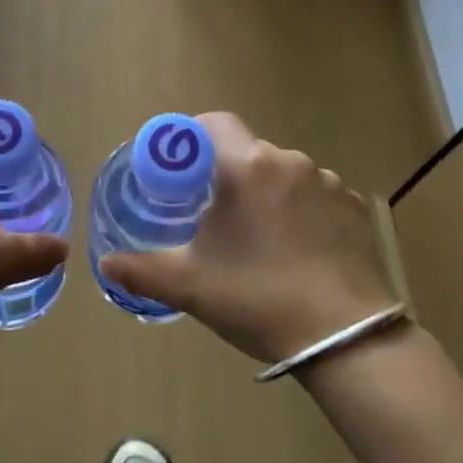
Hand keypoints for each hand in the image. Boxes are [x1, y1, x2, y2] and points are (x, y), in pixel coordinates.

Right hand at [99, 113, 396, 363]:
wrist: (347, 339)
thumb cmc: (259, 299)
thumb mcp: (190, 287)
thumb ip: (142, 270)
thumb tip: (106, 264)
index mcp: (247, 167)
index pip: (214, 123)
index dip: (191, 137)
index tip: (181, 170)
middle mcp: (290, 162)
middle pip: (248, 152)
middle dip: (228, 175)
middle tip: (214, 217)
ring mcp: (329, 183)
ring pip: (284, 175)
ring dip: (267, 194)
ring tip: (260, 241)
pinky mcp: (356, 208)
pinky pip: (316, 196)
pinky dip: (302, 211)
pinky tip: (299, 252)